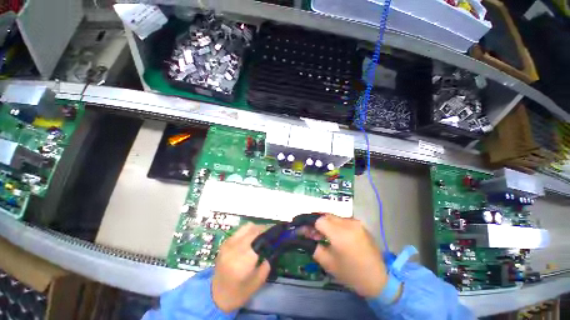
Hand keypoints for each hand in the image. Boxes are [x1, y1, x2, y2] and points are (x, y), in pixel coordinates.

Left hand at [212, 223, 269, 312]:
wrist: (216, 296)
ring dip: (256, 228)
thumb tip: (274, 247)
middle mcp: (235, 247)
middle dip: (264, 229)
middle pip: (254, 229)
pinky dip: (248, 231)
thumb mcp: (258, 281)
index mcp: (244, 259)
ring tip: (261, 235)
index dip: (270, 233)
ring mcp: (228, 243)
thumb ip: (268, 263)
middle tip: (271, 234)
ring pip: (247, 226)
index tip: (277, 233)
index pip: (260, 237)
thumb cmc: (239, 292)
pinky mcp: (225, 243)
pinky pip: (240, 230)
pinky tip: (250, 239)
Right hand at [313, 214, 387, 297]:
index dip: (310, 225)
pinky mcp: (360, 224)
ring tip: (325, 235)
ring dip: (326, 224)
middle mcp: (348, 223)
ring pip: (334, 217)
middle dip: (317, 223)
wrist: (379, 279)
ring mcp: (356, 222)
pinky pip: (343, 220)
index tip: (306, 232)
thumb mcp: (328, 263)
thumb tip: (306, 234)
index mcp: (340, 234)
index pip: (319, 220)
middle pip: (326, 216)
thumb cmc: (351, 274)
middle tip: (314, 234)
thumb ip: (314, 246)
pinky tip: (336, 235)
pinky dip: (336, 225)